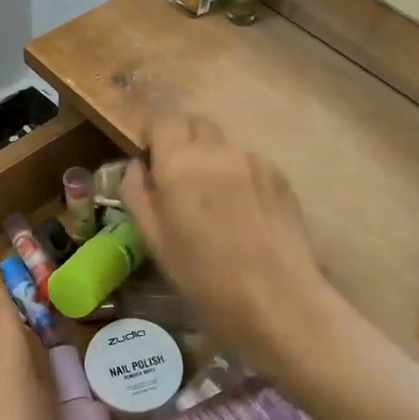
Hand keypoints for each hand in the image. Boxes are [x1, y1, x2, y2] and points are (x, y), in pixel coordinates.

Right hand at [120, 114, 327, 371]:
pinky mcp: (280, 176)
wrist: (279, 301)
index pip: (162, 118)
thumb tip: (138, 166)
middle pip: (195, 124)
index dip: (153, 134)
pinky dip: (239, 177)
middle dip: (183, 141)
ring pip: (224, 146)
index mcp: (179, 163)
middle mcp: (217, 150)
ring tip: (216, 206)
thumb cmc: (205, 279)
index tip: (151, 160)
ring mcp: (254, 160)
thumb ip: (138, 194)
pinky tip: (244, 216)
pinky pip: (249, 164)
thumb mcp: (155, 242)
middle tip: (180, 181)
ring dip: (212, 161)